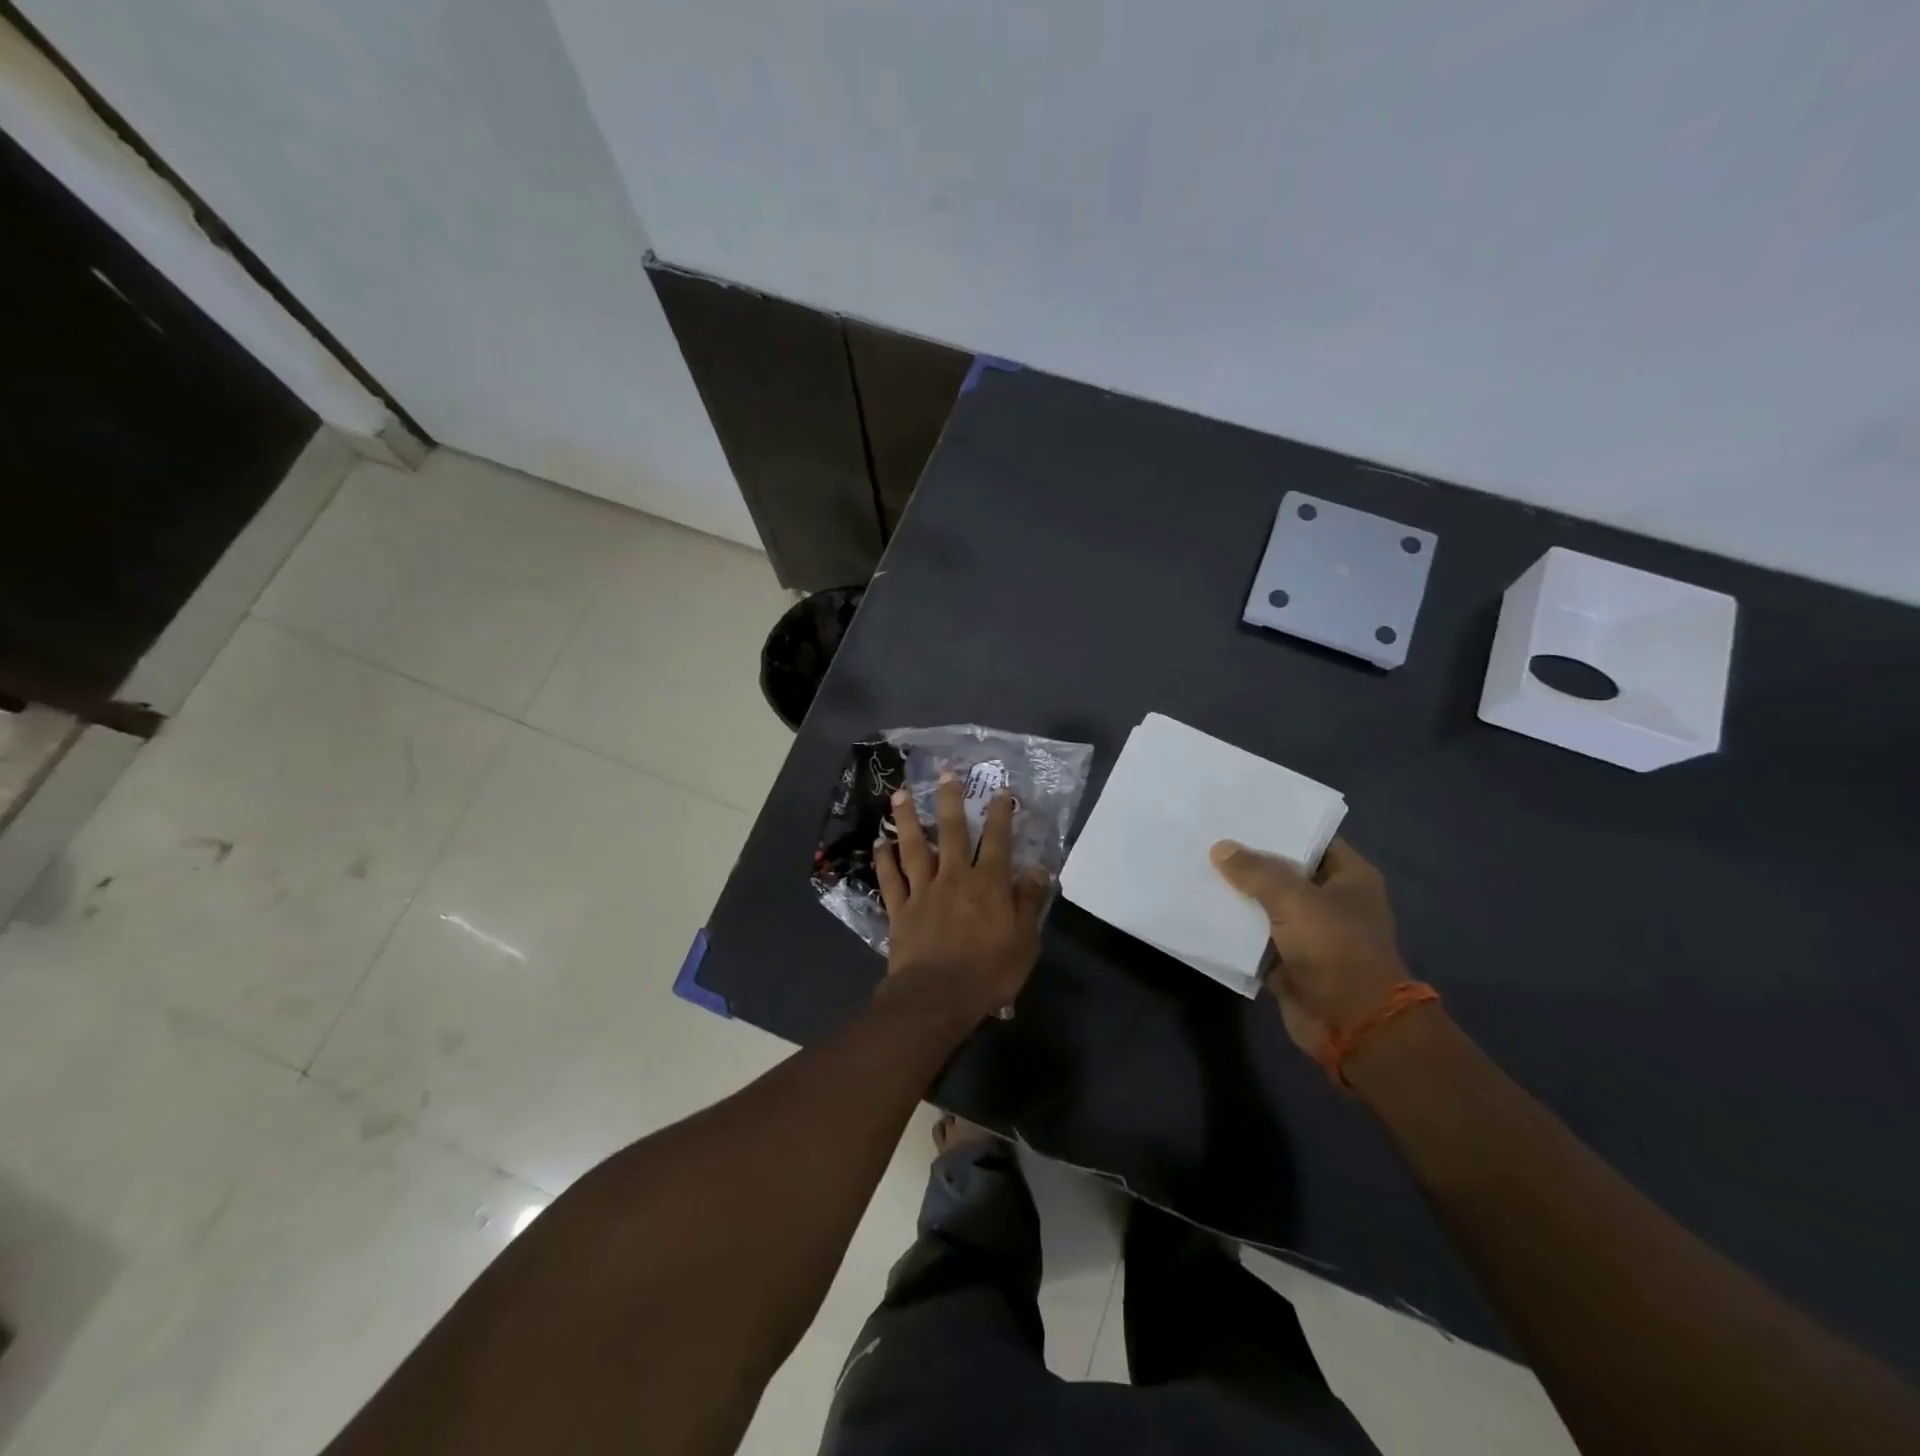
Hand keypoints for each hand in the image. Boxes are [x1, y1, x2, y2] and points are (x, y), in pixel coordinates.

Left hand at [874, 775, 1049, 1021]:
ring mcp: (923, 891)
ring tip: (900, 794)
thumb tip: (1038, 870)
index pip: (997, 841)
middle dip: (949, 800)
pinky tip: (879, 843)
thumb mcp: (1024, 941)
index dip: (1000, 814)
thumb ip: (1028, 902)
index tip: (1000, 792)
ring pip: (914, 847)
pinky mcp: (900, 909)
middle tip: (944, 773)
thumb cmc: (988, 972)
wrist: (937, 997)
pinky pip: (890, 879)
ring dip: (907, 819)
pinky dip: (884, 860)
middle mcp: (954, 877)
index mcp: (988, 884)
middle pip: (951, 832)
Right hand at [1210, 837, 1408, 1054]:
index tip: (1238, 811)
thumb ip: (1256, 871)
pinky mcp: (1287, 960)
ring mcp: (1308, 932)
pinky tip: (1199, 908)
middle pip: (1283, 871)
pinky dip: (1232, 927)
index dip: (1278, 825)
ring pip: (1265, 903)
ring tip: (1195, 866)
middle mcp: (1330, 900)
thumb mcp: (1295, 900)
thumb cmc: (1335, 950)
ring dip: (1236, 893)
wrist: (1352, 1026)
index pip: (1311, 839)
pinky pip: (1253, 936)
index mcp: (1349, 877)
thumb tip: (1220, 848)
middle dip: (1248, 858)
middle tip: (1206, 835)